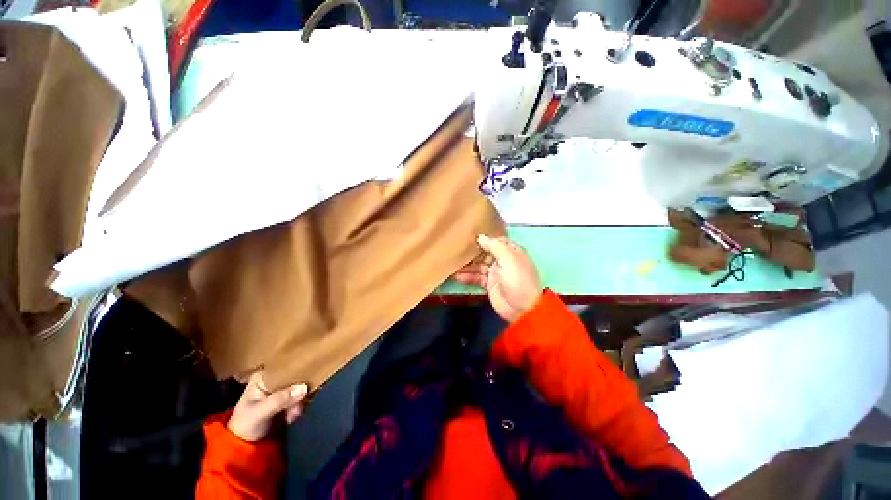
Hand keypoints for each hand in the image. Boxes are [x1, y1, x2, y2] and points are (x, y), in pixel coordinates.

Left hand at [227, 373, 308, 441]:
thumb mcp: (259, 413)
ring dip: (300, 401)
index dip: (296, 372)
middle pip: (295, 377)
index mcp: (263, 377)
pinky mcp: (287, 398)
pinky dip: (300, 405)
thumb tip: (304, 387)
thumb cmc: (245, 426)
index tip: (304, 383)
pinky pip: (301, 395)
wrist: (244, 446)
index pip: (284, 367)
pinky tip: (293, 417)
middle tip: (296, 408)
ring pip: (300, 386)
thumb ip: (280, 399)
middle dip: (299, 391)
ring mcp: (281, 389)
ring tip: (293, 416)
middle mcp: (273, 379)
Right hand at [454, 235, 542, 322]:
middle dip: (471, 252)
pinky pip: (476, 278)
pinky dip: (467, 277)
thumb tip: (480, 237)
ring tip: (452, 264)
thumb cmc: (518, 280)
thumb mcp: (509, 259)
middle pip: (484, 253)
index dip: (483, 239)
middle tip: (455, 250)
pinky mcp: (489, 285)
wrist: (522, 309)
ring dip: (466, 266)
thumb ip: (494, 246)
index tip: (467, 235)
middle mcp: (502, 260)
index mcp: (511, 252)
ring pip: (478, 266)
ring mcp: (495, 273)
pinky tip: (456, 276)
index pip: (495, 241)